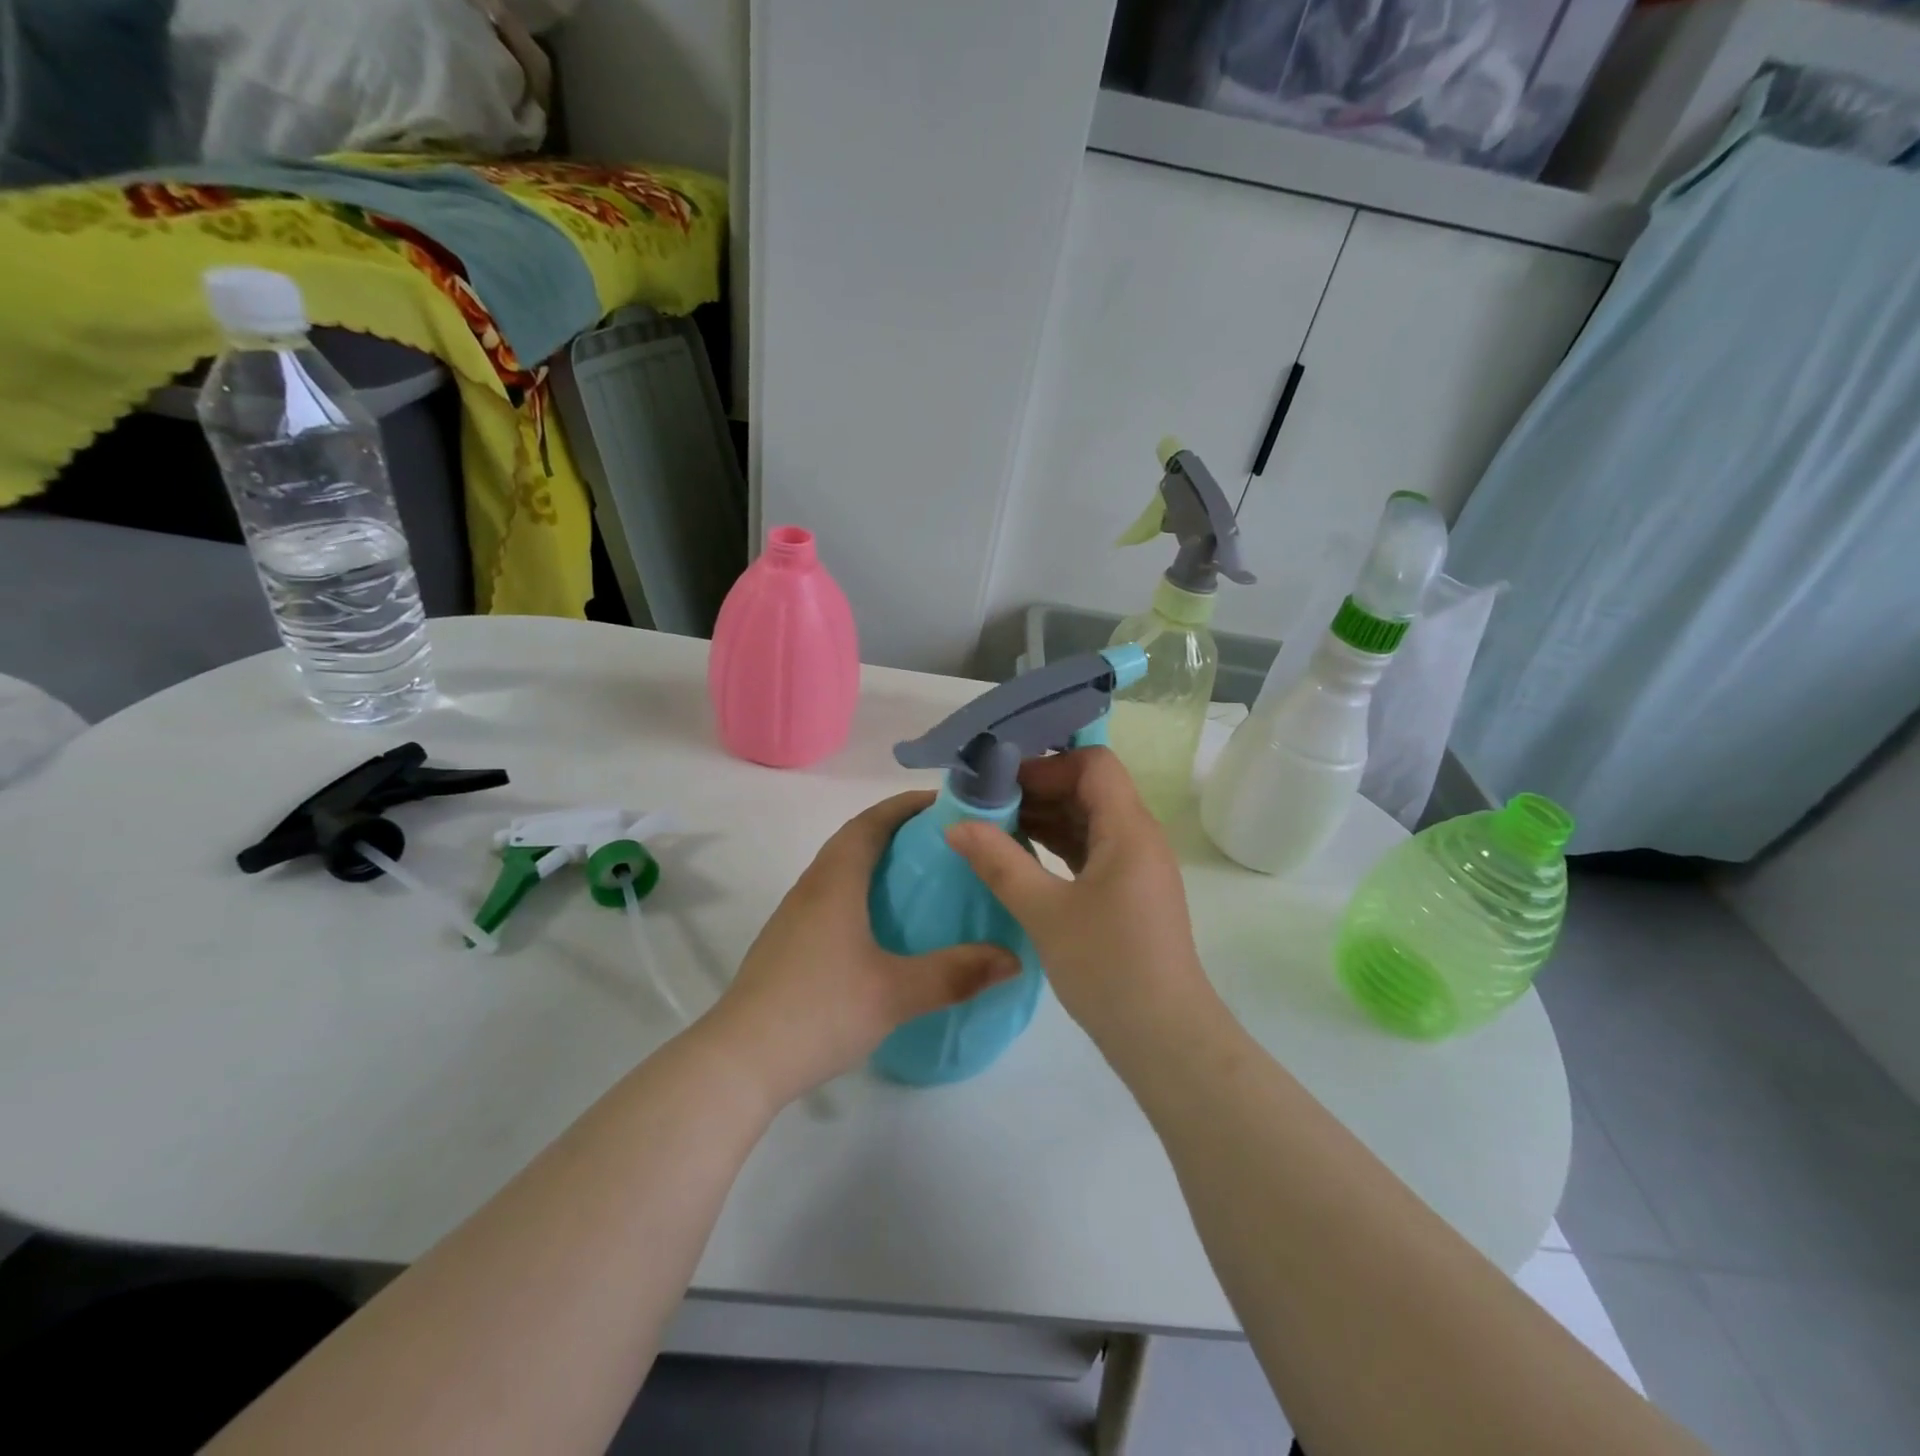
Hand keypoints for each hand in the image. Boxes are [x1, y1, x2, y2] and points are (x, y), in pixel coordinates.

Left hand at [704, 792, 1020, 1105]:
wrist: (739, 1062)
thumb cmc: (819, 1011)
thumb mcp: (895, 993)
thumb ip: (956, 974)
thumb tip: (1012, 959)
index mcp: (835, 882)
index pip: (871, 822)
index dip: (907, 805)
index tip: (946, 803)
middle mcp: (811, 888)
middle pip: (855, 840)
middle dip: (898, 830)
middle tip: (945, 843)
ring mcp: (794, 917)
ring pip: (840, 870)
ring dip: (877, 862)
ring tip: (921, 881)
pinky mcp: (787, 945)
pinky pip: (831, 899)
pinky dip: (862, 893)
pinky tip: (883, 929)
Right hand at [945, 748, 1210, 1049]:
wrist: (1163, 1037)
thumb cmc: (1108, 967)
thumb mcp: (1045, 912)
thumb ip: (999, 863)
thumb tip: (955, 825)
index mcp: (1128, 829)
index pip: (1093, 764)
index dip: (1047, 763)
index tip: (1000, 781)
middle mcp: (1138, 837)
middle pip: (1089, 788)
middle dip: (1037, 788)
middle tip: (985, 802)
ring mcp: (1135, 866)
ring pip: (1088, 820)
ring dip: (1044, 817)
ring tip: (992, 826)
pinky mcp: (1127, 891)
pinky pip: (1090, 849)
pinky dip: (1056, 845)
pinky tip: (1018, 856)